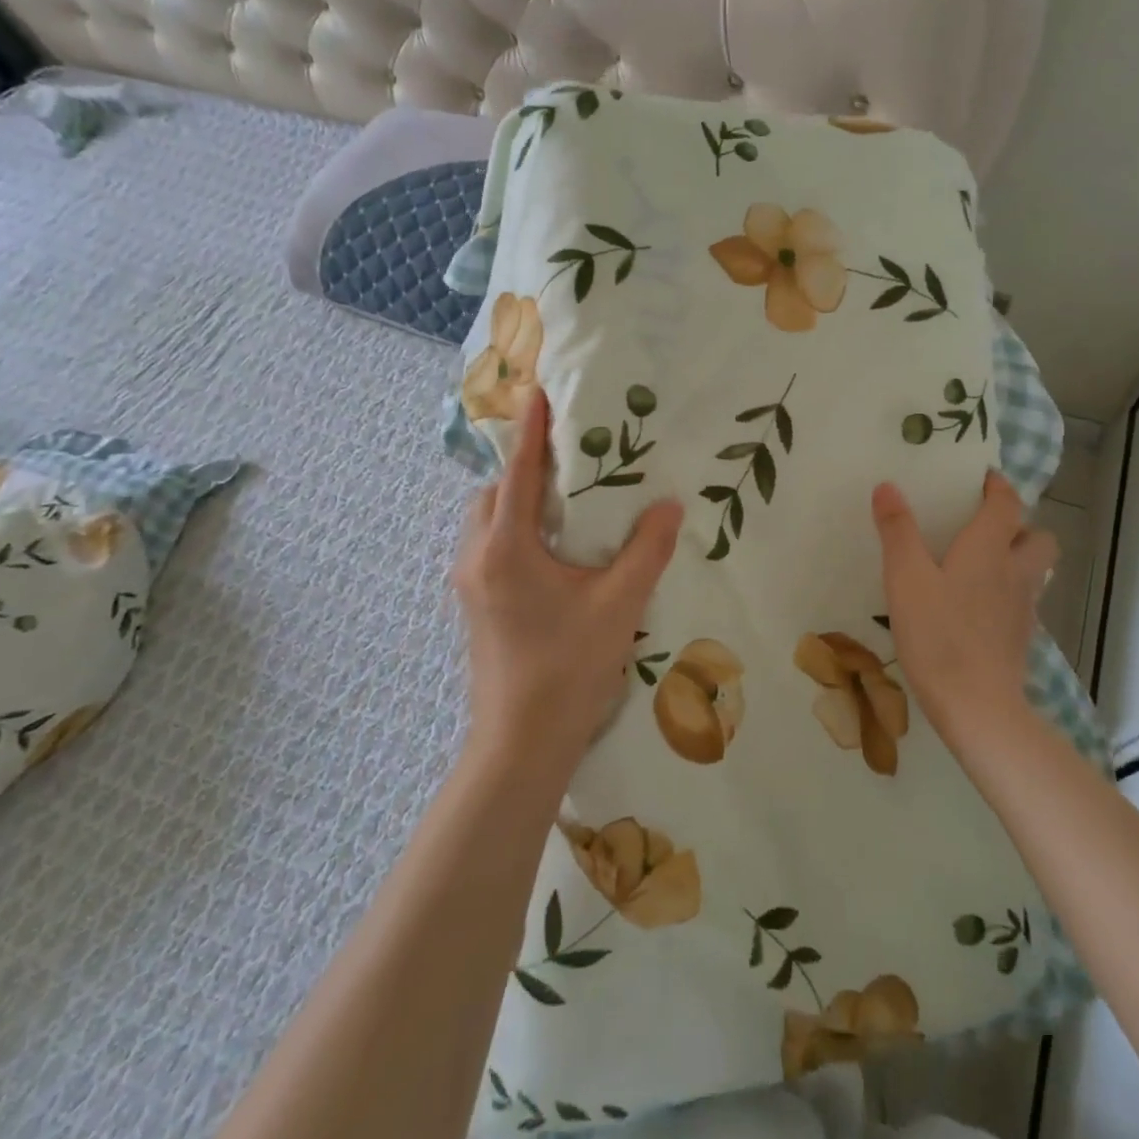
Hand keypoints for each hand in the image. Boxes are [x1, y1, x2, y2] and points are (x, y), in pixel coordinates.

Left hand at [453, 387, 683, 770]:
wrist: (520, 745)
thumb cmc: (568, 668)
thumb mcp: (619, 605)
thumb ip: (647, 550)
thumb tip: (669, 505)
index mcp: (506, 549)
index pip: (519, 473)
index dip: (530, 431)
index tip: (536, 393)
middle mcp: (477, 559)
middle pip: (493, 495)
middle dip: (522, 470)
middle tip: (566, 463)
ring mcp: (469, 587)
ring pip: (485, 524)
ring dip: (515, 505)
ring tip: (562, 506)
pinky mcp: (475, 609)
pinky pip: (488, 550)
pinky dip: (513, 534)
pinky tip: (551, 554)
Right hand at [871, 471, 1056, 754]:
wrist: (977, 706)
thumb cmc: (938, 633)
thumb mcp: (905, 578)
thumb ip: (897, 530)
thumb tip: (887, 486)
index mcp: (989, 548)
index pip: (1007, 503)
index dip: (998, 486)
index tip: (982, 478)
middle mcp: (1015, 571)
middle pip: (1038, 537)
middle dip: (1020, 525)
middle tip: (985, 527)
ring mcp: (1023, 608)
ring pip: (1035, 571)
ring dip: (1018, 559)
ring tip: (983, 565)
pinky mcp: (1021, 639)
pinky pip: (1023, 602)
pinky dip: (1009, 594)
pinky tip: (979, 608)